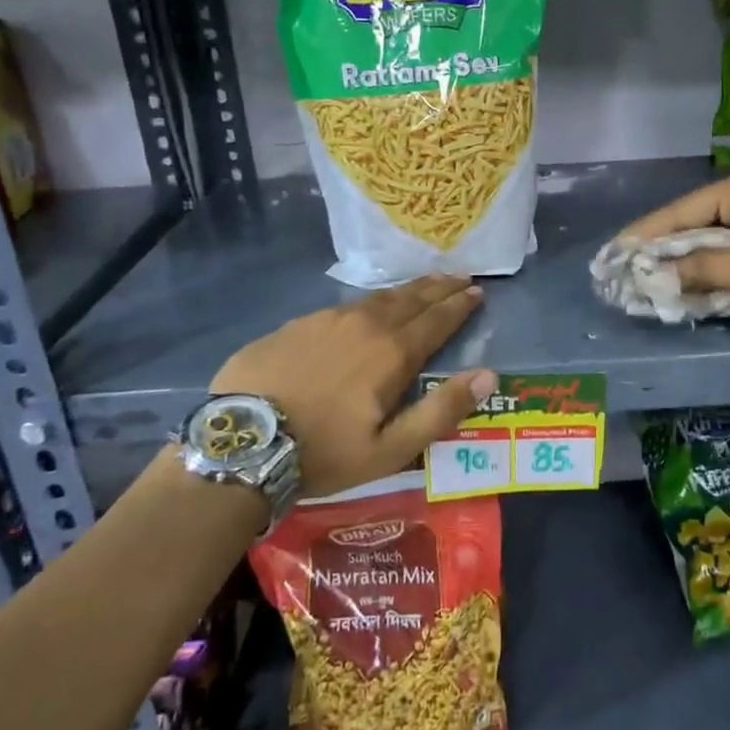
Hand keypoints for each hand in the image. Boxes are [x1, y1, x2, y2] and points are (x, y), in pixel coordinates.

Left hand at [209, 276, 495, 498]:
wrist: (241, 445)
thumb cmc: (324, 453)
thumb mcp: (391, 448)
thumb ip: (442, 410)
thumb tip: (488, 375)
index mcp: (392, 353)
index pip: (437, 320)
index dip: (460, 306)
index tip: (478, 292)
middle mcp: (364, 325)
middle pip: (411, 299)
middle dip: (439, 287)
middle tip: (460, 276)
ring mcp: (326, 320)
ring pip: (376, 298)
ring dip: (406, 291)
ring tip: (423, 284)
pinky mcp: (296, 325)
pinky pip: (343, 308)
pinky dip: (367, 304)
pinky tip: (366, 309)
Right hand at [619, 169, 729, 311]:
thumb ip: (704, 270)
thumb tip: (655, 277)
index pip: (681, 211)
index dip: (645, 235)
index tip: (613, 253)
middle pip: (695, 224)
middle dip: (663, 250)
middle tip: (628, 272)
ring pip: (715, 243)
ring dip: (689, 264)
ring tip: (652, 282)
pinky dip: (716, 272)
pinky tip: (695, 288)